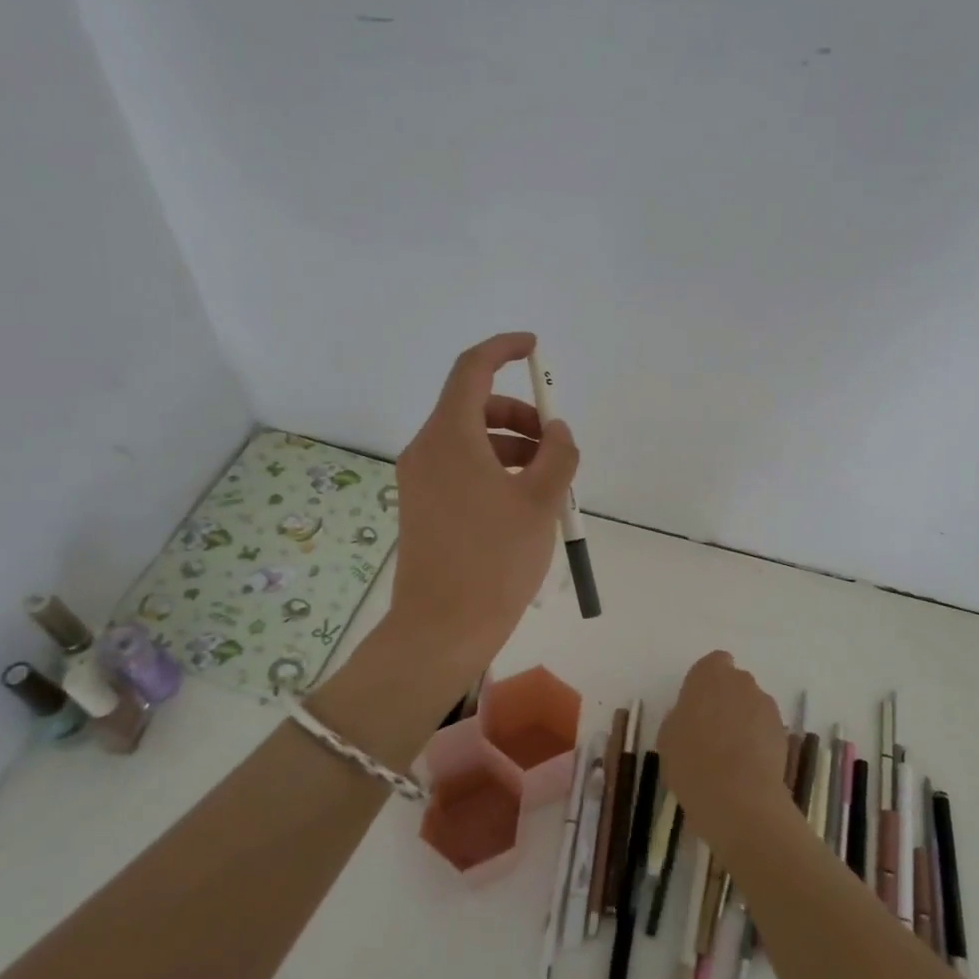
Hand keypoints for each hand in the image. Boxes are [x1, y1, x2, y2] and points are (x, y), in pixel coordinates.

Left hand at [388, 332, 579, 674]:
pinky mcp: (423, 506)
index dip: (503, 349)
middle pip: (475, 407)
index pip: (472, 369)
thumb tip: (557, 431)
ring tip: (549, 482)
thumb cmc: (494, 560)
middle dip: (520, 414)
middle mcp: (427, 450)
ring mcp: (421, 480)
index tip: (534, 349)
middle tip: (556, 444)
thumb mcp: (540, 502)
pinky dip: (494, 469)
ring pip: (470, 440)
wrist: (441, 630)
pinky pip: (462, 468)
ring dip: (512, 445)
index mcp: (450, 437)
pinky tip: (524, 503)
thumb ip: (558, 454)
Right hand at [657, 651, 790, 847]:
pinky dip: (759, 741)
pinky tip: (747, 767)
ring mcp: (766, 706)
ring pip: (753, 706)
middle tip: (712, 730)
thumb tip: (692, 718)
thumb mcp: (668, 736)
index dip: (707, 682)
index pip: (714, 663)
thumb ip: (682, 716)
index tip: (698, 705)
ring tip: (731, 754)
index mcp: (709, 674)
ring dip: (745, 720)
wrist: (737, 797)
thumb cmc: (691, 760)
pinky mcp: (783, 733)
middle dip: (727, 700)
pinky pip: (766, 729)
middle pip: (736, 683)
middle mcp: (741, 682)